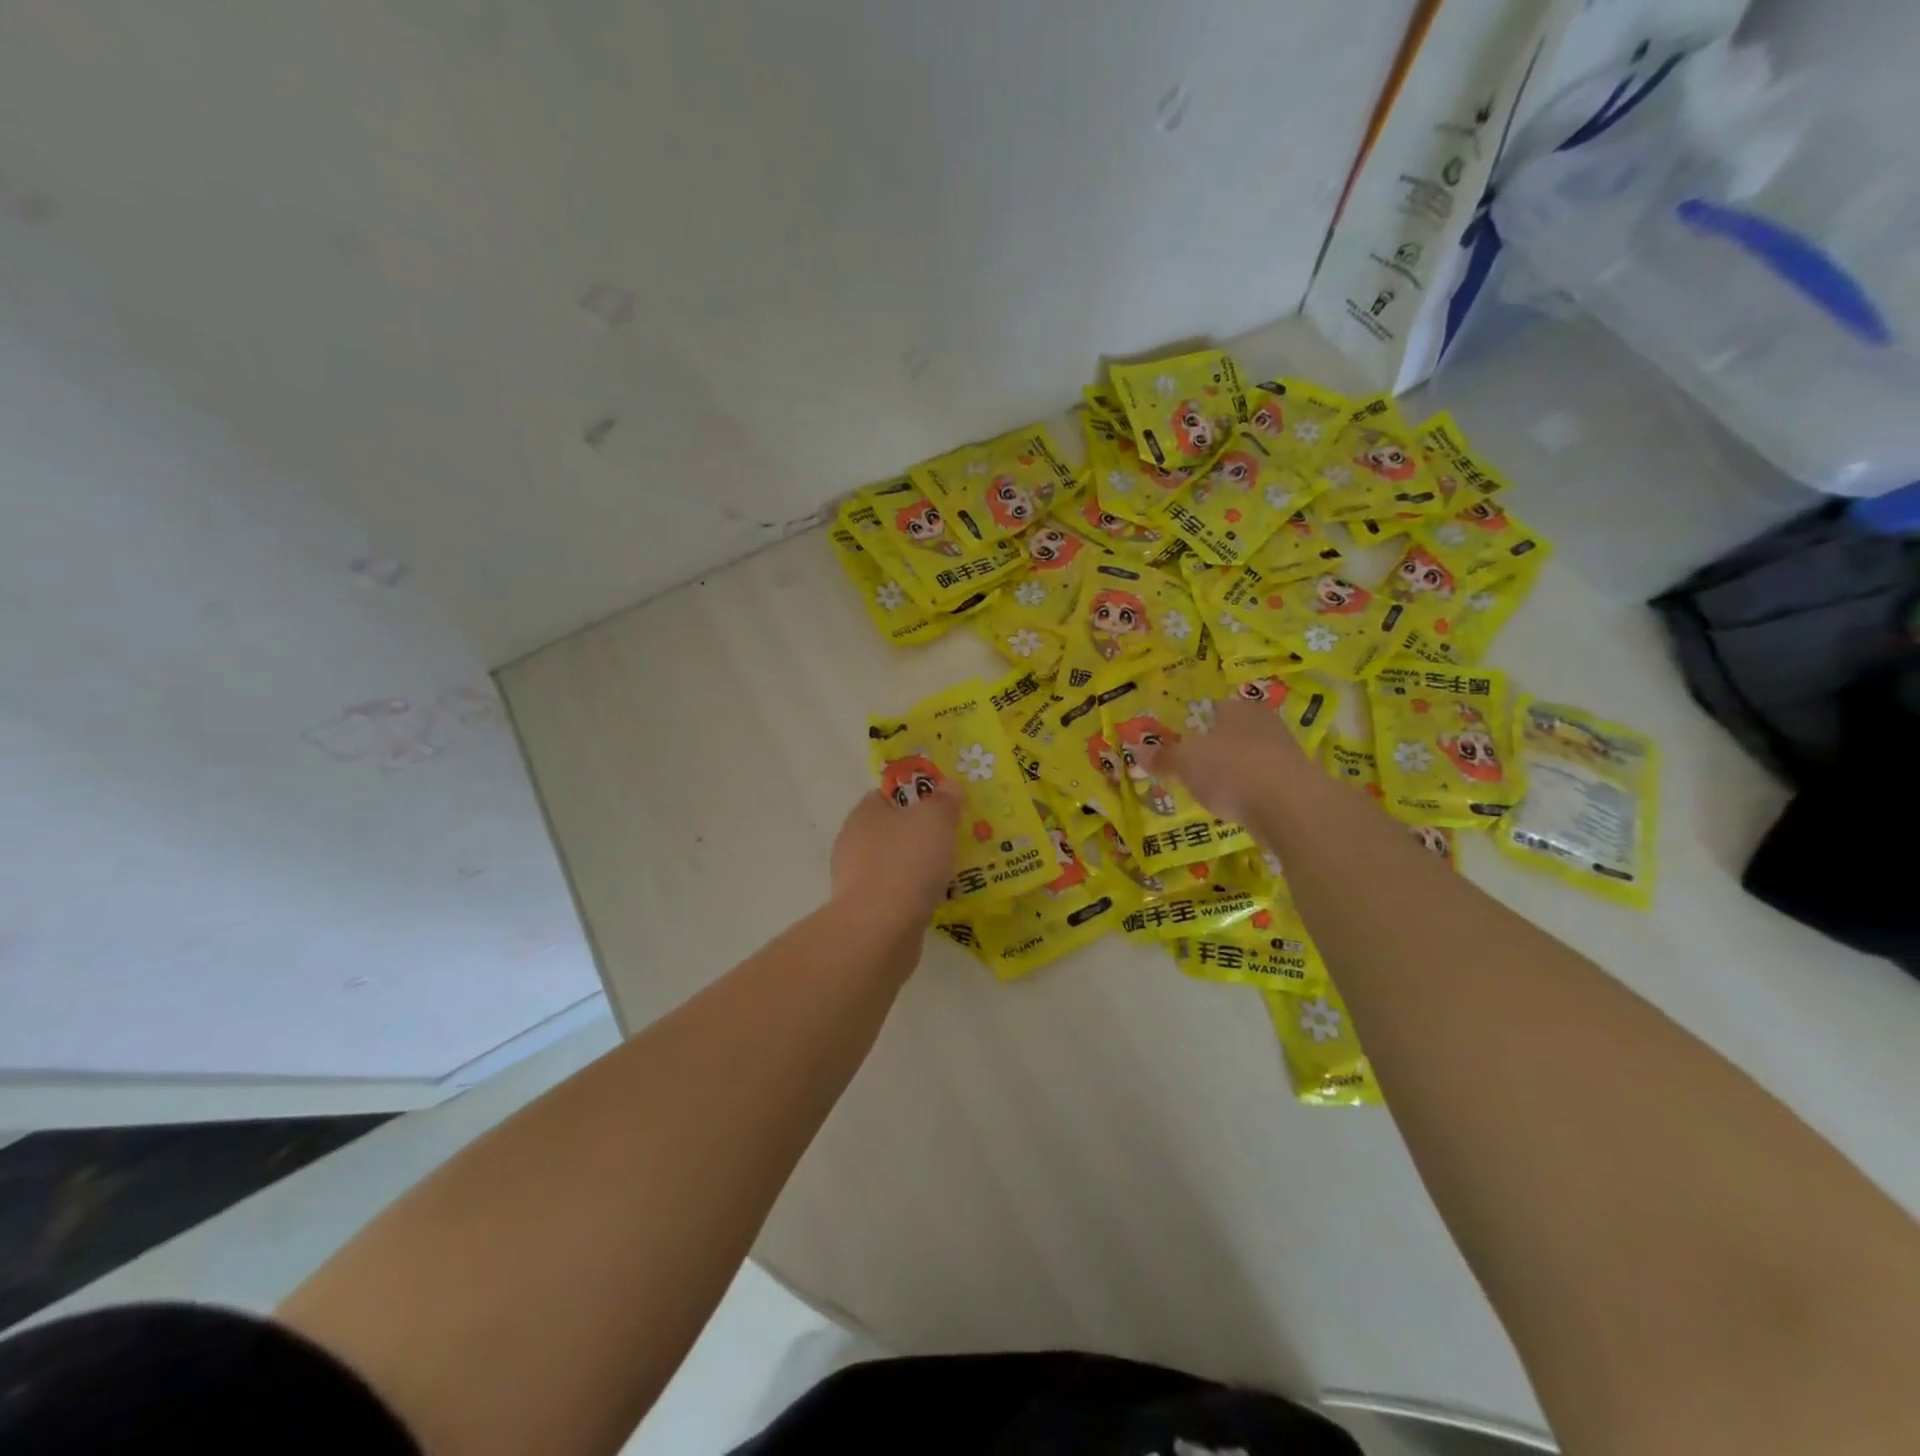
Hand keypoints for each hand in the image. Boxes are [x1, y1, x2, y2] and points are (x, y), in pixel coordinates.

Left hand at [829, 778, 962, 936]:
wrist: (880, 930)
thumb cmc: (907, 862)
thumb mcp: (935, 819)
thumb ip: (944, 800)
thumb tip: (948, 786)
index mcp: (864, 813)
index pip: (888, 794)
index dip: (917, 796)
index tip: (944, 806)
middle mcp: (853, 842)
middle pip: (893, 830)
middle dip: (922, 834)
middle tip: (954, 839)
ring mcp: (856, 879)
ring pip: (896, 863)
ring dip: (920, 867)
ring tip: (953, 872)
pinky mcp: (865, 911)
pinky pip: (896, 894)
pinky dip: (914, 894)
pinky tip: (936, 900)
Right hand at [1145, 696, 1310, 822]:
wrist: (1289, 806)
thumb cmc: (1231, 770)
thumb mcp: (1185, 762)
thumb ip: (1163, 757)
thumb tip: (1137, 751)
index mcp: (1236, 708)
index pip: (1209, 708)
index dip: (1189, 724)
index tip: (1175, 743)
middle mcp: (1263, 723)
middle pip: (1229, 733)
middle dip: (1211, 749)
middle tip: (1188, 768)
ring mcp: (1283, 752)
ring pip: (1247, 757)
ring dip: (1230, 771)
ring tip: (1209, 790)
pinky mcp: (1294, 781)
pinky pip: (1261, 781)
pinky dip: (1247, 791)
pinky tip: (1235, 805)